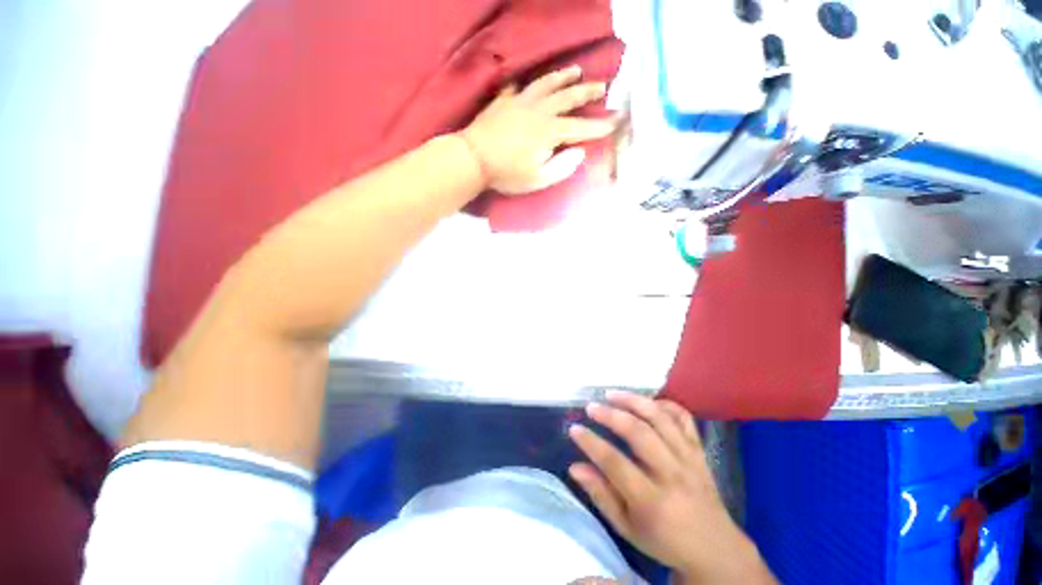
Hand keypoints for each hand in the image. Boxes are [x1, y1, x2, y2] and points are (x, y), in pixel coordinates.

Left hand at [459, 65, 615, 194]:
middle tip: (602, 85)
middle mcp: (539, 110)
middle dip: (587, 92)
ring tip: (575, 70)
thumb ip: (562, 167)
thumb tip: (580, 153)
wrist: (473, 158)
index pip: (580, 127)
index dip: (600, 125)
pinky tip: (530, 84)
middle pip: (568, 97)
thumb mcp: (538, 180)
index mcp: (549, 131)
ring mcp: (521, 102)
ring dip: (563, 77)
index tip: (616, 120)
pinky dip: (528, 84)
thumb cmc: (507, 174)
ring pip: (547, 84)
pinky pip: (519, 87)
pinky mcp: (504, 101)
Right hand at [568, 392, 775, 583]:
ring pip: (660, 419)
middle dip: (611, 415)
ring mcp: (689, 459)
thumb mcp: (627, 528)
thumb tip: (575, 467)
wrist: (716, 549)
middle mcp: (672, 475)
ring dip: (633, 401)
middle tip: (591, 407)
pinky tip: (646, 402)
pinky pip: (684, 418)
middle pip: (639, 434)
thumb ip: (601, 496)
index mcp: (651, 501)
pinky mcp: (699, 450)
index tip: (574, 429)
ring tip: (611, 394)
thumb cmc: (665, 541)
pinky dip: (665, 404)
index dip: (591, 443)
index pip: (615, 463)